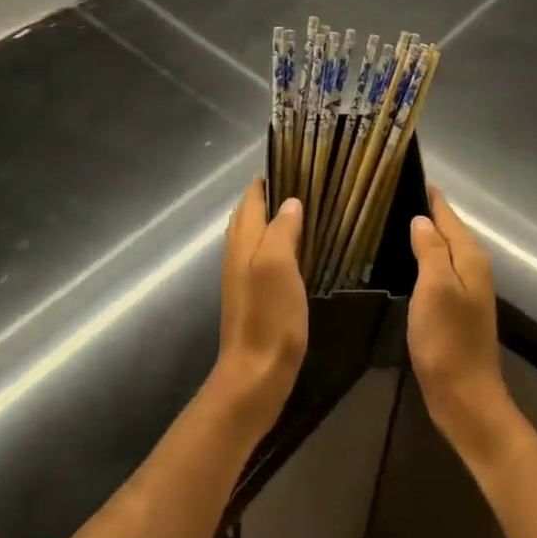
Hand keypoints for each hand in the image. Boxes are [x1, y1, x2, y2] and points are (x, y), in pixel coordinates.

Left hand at [210, 184, 307, 436]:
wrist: (254, 376)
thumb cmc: (268, 317)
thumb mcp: (278, 266)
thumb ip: (282, 230)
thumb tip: (290, 202)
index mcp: (244, 243)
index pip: (251, 200)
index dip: (266, 180)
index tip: (290, 161)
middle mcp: (238, 255)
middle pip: (248, 216)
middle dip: (267, 196)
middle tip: (298, 181)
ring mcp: (242, 278)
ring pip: (253, 236)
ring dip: (269, 219)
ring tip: (298, 210)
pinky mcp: (253, 298)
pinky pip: (261, 258)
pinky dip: (274, 244)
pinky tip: (292, 252)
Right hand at [408, 186, 517, 469]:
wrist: (465, 397)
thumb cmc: (447, 340)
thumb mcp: (435, 288)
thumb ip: (430, 250)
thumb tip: (422, 219)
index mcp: (470, 258)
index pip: (449, 215)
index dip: (431, 196)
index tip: (409, 174)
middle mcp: (473, 269)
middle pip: (449, 230)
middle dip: (427, 212)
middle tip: (393, 193)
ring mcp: (467, 290)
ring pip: (444, 250)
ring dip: (425, 235)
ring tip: (395, 220)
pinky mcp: (456, 310)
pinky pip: (440, 270)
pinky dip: (424, 259)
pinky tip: (406, 261)